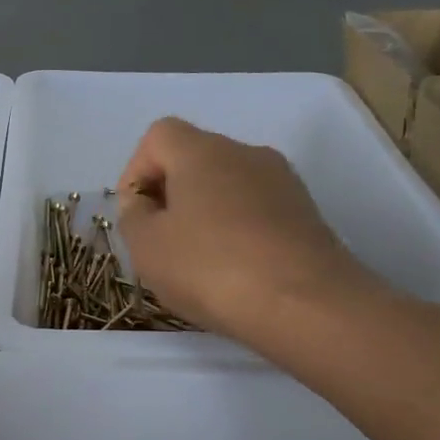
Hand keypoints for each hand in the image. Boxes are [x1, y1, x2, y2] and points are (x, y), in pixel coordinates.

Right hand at [117, 117, 379, 340]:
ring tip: (198, 261)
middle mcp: (246, 153)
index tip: (135, 213)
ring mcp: (283, 182)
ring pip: (228, 185)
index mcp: (202, 151)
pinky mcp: (307, 213)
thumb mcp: (147, 247)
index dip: (137, 170)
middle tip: (161, 241)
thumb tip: (142, 202)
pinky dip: (238, 230)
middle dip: (171, 194)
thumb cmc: (211, 268)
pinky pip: (257, 210)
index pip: (159, 135)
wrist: (305, 304)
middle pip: (195, 158)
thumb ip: (133, 216)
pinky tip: (235, 271)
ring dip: (205, 213)